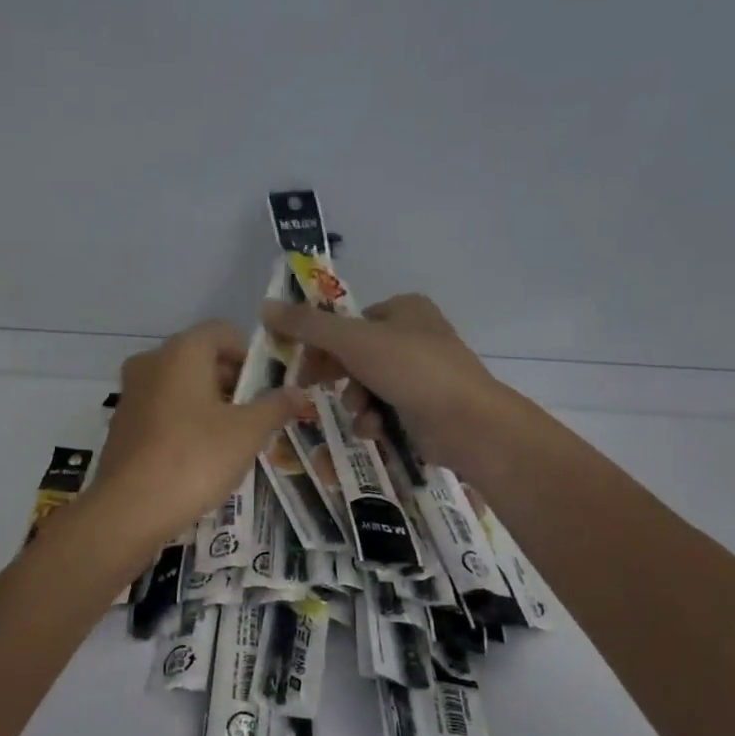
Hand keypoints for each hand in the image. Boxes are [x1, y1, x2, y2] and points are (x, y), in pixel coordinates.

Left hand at [93, 320, 310, 547]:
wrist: (129, 509)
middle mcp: (151, 362)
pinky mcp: (121, 424)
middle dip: (230, 381)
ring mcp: (131, 393)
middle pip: (200, 357)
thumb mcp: (247, 433)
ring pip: (179, 385)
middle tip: (254, 416)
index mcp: (182, 351)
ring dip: (207, 403)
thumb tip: (298, 391)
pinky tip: (197, 456)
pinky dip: (182, 421)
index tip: (266, 388)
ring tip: (230, 439)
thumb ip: (274, 406)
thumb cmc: (195, 458)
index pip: (222, 332)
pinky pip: (161, 410)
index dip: (249, 355)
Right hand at [260, 294, 525, 480]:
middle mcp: (415, 335)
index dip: (320, 342)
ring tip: (360, 412)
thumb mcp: (352, 341)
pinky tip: (375, 429)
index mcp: (404, 308)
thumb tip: (264, 306)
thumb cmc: (411, 370)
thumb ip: (307, 325)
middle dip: (337, 374)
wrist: (469, 423)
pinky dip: (374, 418)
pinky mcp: (426, 406)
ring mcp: (423, 372)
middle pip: (355, 353)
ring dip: (355, 400)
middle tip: (312, 388)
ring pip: (368, 383)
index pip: (348, 321)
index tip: (299, 363)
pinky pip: (386, 407)